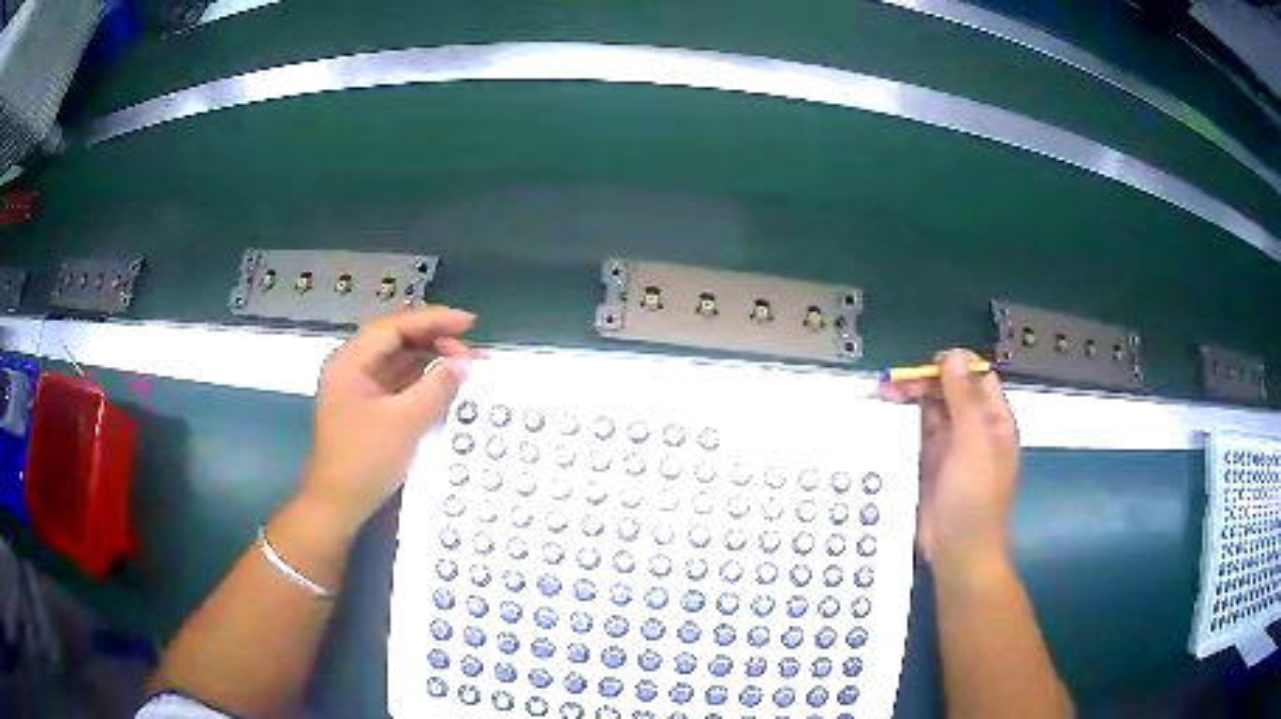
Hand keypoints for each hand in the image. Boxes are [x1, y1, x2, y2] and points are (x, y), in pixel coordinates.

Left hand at [301, 307, 476, 529]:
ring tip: (468, 365)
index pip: (395, 327)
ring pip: (401, 363)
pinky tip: (449, 385)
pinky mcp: (371, 409)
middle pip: (398, 341)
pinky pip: (401, 385)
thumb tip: (464, 362)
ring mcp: (361, 389)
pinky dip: (425, 383)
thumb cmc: (364, 460)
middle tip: (472, 352)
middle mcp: (354, 368)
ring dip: (433, 361)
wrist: (338, 505)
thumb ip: (436, 387)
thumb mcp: (404, 422)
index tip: (469, 323)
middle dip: (435, 341)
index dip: (433, 320)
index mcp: (351, 362)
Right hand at [879, 349, 1019, 575]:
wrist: (959, 554)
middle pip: (949, 393)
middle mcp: (973, 431)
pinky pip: (915, 437)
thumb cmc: (974, 498)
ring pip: (930, 413)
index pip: (977, 379)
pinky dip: (900, 426)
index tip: (927, 365)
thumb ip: (965, 399)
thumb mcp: (974, 444)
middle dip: (924, 383)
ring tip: (881, 396)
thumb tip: (954, 356)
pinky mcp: (928, 467)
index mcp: (993, 422)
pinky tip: (882, 421)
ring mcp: (950, 450)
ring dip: (909, 402)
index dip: (955, 366)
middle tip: (892, 384)